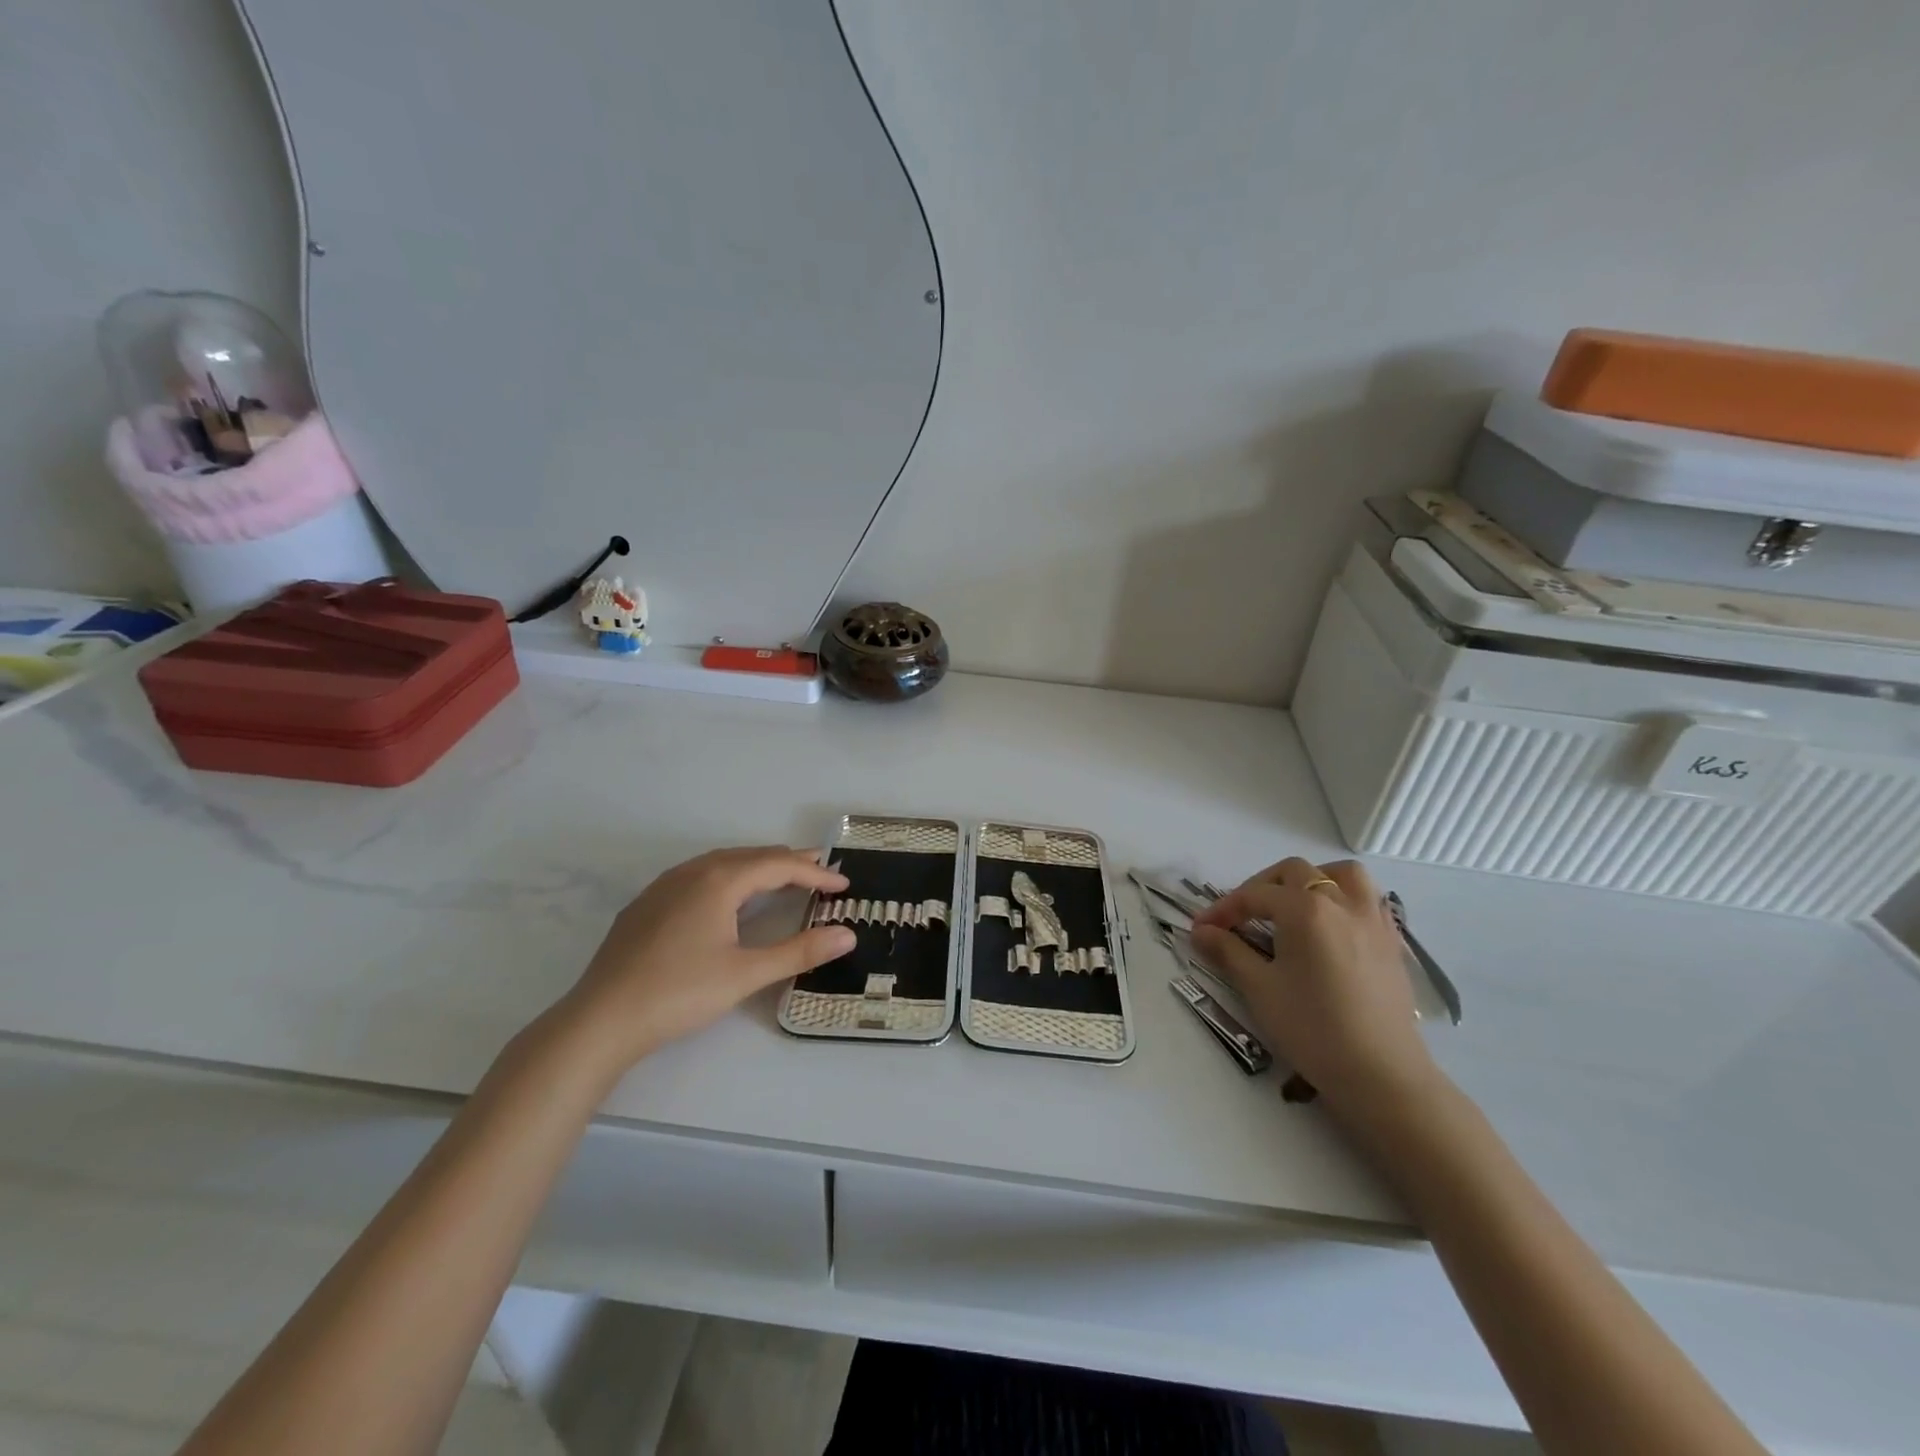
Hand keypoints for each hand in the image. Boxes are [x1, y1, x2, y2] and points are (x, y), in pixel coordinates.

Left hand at [555, 846, 853, 1074]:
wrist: (601, 1019)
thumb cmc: (679, 993)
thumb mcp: (746, 974)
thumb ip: (799, 951)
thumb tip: (848, 935)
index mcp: (719, 880)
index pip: (778, 865)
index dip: (814, 873)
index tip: (843, 884)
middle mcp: (692, 872)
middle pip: (750, 856)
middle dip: (788, 862)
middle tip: (820, 868)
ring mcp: (664, 886)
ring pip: (721, 862)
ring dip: (757, 866)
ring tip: (781, 876)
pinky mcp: (646, 905)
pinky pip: (698, 875)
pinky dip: (728, 876)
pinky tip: (727, 896)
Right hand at [1191, 857, 1437, 1115]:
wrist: (1381, 1076)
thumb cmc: (1312, 1028)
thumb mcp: (1260, 988)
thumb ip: (1228, 951)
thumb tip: (1201, 931)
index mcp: (1305, 909)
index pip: (1254, 896)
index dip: (1223, 909)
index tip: (1201, 928)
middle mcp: (1342, 902)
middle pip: (1296, 872)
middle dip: (1263, 886)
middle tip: (1242, 915)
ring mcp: (1373, 920)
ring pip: (1343, 875)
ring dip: (1313, 880)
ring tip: (1293, 905)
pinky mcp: (1392, 943)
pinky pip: (1369, 900)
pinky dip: (1345, 899)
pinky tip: (1330, 928)